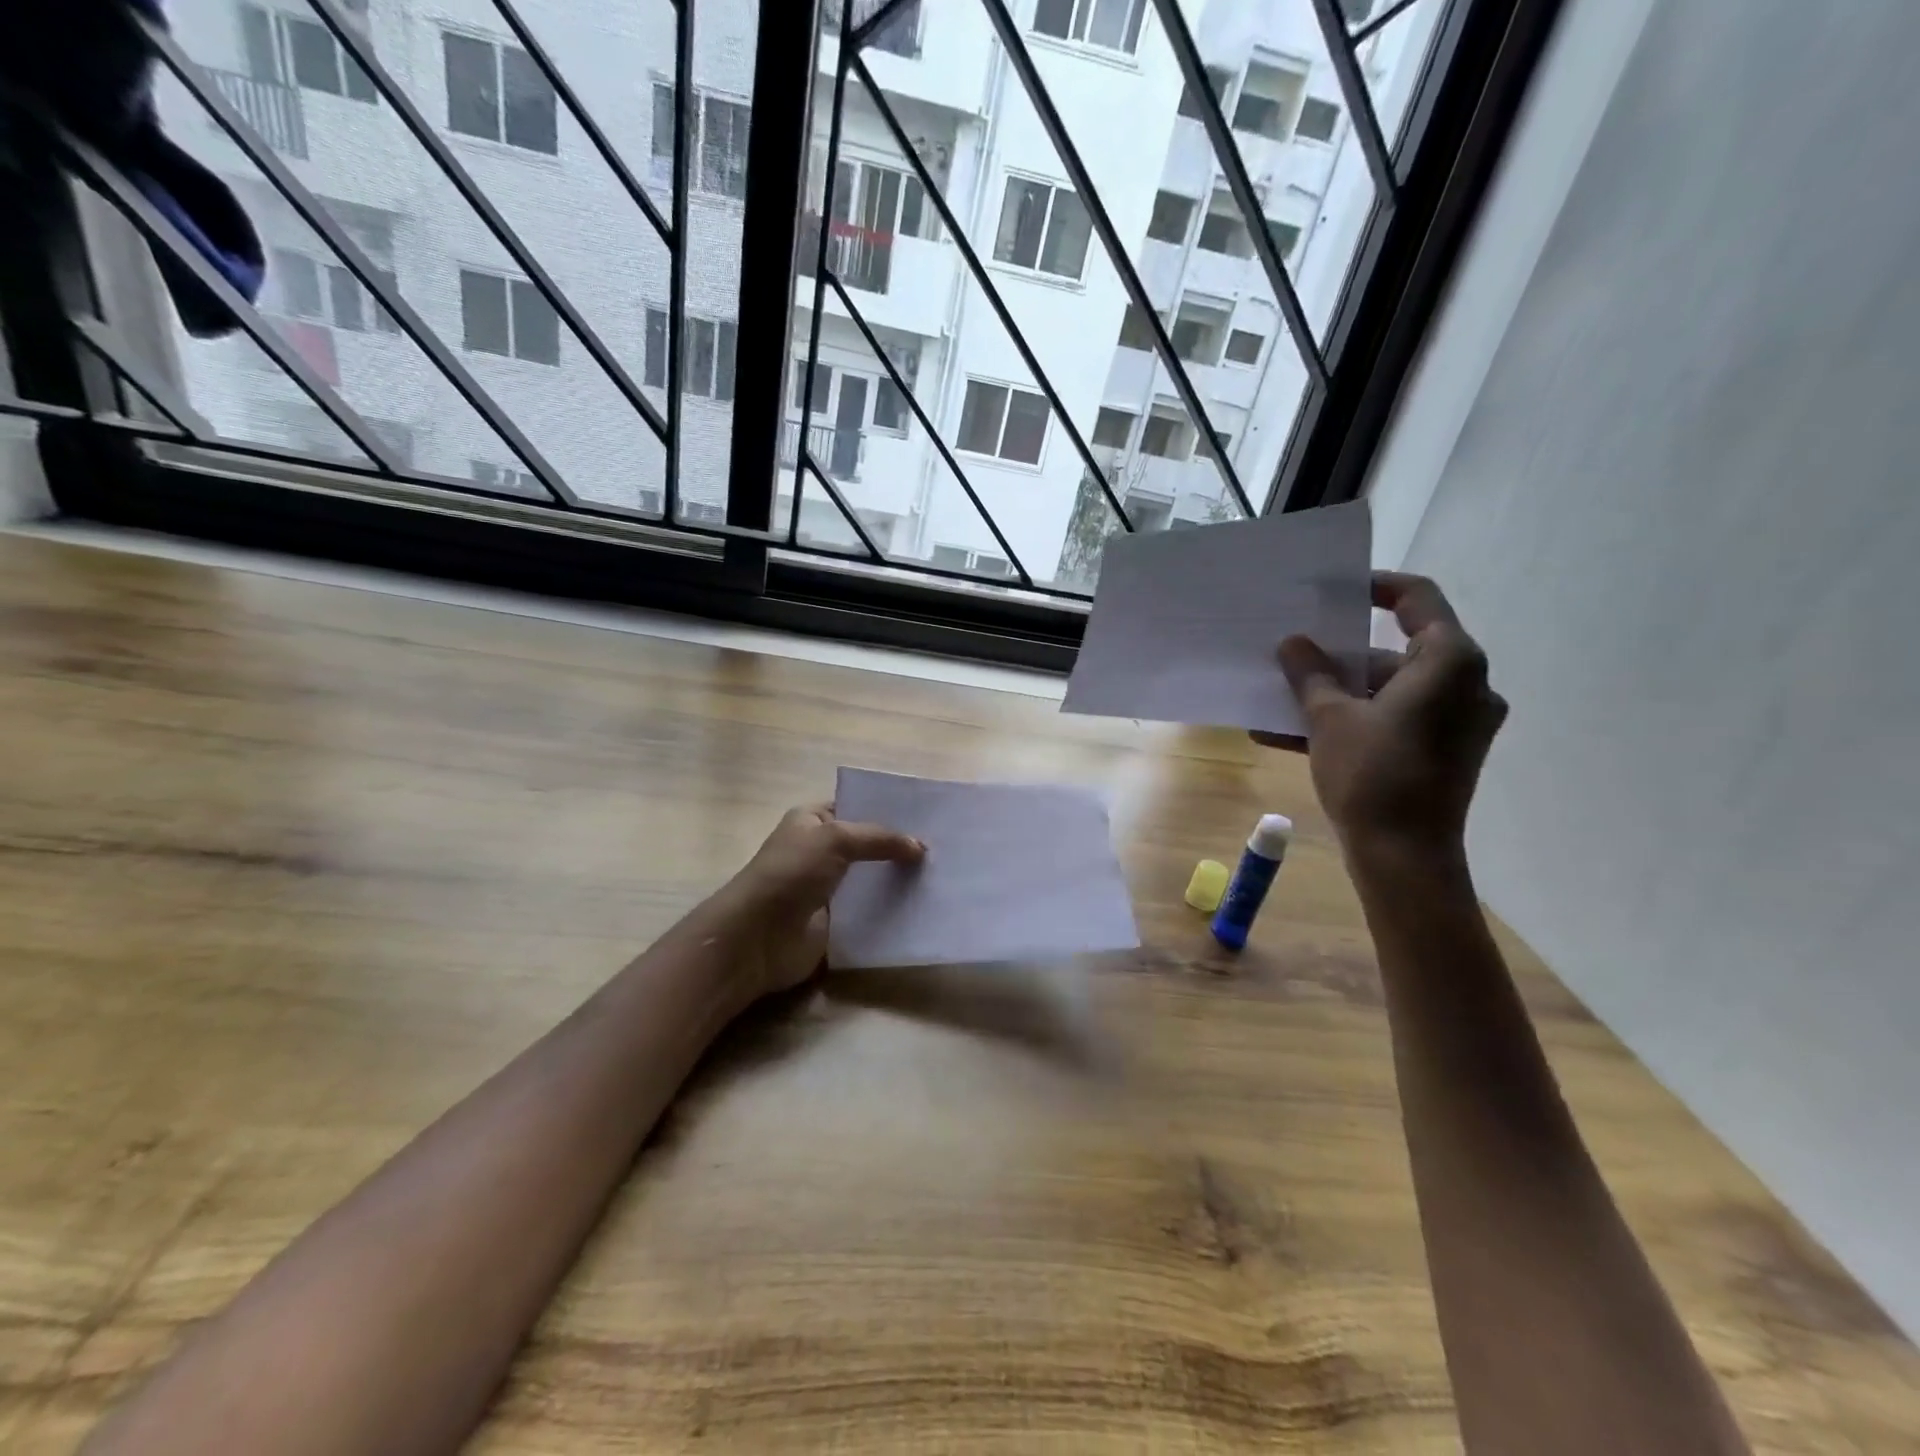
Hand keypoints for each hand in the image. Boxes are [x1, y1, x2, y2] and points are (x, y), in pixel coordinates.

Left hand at [719, 804, 923, 996]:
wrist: (758, 937)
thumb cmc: (791, 873)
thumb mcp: (836, 839)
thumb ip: (880, 839)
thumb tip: (921, 848)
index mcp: (812, 820)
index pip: (856, 807)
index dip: (888, 810)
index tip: (928, 817)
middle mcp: (820, 850)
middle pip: (868, 845)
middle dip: (900, 847)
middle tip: (945, 848)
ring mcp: (828, 888)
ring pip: (872, 879)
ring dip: (899, 880)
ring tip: (942, 876)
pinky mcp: (836, 922)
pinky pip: (870, 912)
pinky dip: (892, 911)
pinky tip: (924, 907)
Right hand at [1260, 572, 1506, 855]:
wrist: (1404, 857)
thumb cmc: (1373, 775)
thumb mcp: (1329, 718)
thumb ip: (1311, 674)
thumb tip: (1292, 643)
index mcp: (1449, 662)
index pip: (1417, 599)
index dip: (1374, 588)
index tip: (1333, 591)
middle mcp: (1465, 684)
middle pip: (1396, 651)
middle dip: (1339, 655)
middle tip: (1294, 651)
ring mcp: (1457, 721)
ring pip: (1387, 691)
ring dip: (1335, 694)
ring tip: (1279, 699)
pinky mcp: (1443, 751)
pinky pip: (1392, 721)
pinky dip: (1351, 721)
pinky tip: (1291, 735)